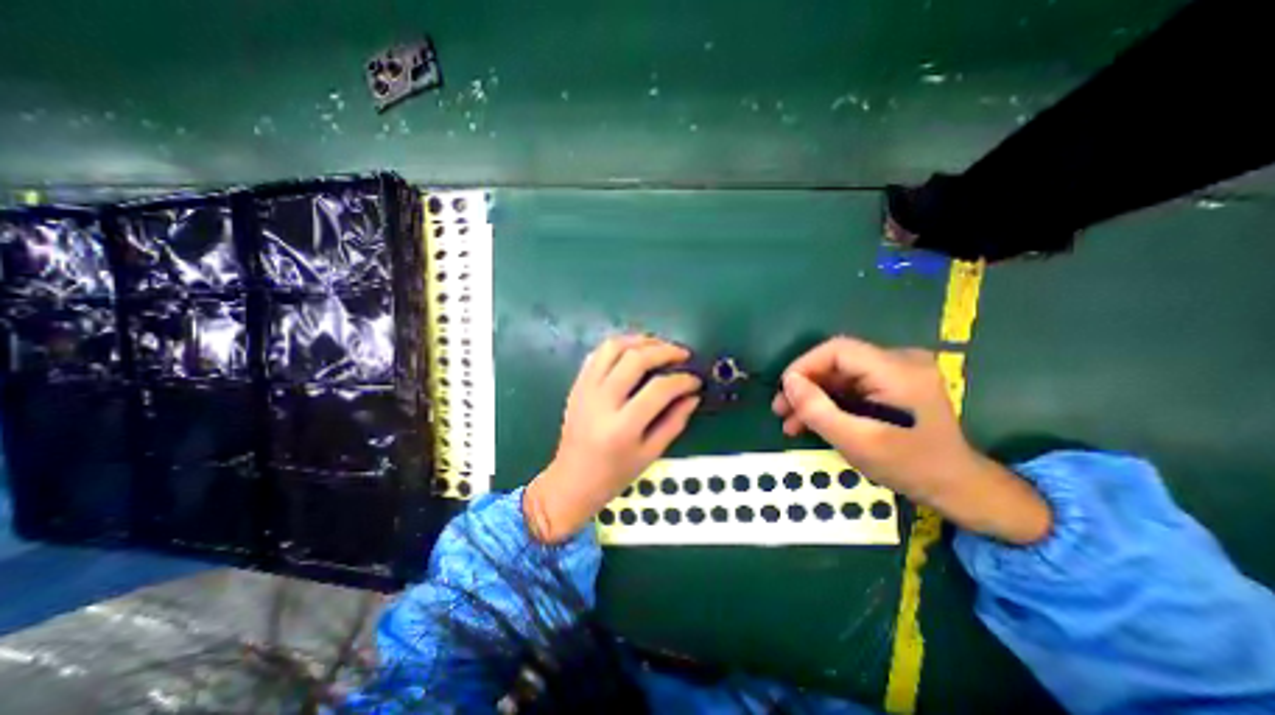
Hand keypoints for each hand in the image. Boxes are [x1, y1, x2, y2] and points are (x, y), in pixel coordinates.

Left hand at [525, 334, 700, 540]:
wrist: (571, 481)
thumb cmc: (614, 474)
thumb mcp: (650, 454)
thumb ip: (674, 422)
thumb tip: (693, 395)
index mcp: (622, 427)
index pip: (658, 389)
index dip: (682, 380)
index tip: (695, 379)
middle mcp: (601, 401)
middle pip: (635, 359)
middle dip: (664, 351)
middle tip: (682, 354)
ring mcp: (585, 389)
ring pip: (613, 347)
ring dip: (640, 340)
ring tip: (660, 346)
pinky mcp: (577, 385)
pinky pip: (598, 353)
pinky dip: (619, 346)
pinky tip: (634, 351)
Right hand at [773, 338, 1050, 544]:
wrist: (956, 487)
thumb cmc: (910, 466)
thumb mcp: (857, 442)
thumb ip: (819, 410)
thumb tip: (788, 382)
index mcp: (898, 370)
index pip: (838, 349)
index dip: (804, 366)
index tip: (784, 391)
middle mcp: (899, 362)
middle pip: (836, 363)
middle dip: (805, 386)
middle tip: (780, 410)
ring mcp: (897, 373)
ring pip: (840, 376)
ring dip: (813, 397)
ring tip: (789, 422)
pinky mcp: (892, 385)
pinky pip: (851, 386)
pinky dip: (829, 403)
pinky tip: (811, 422)